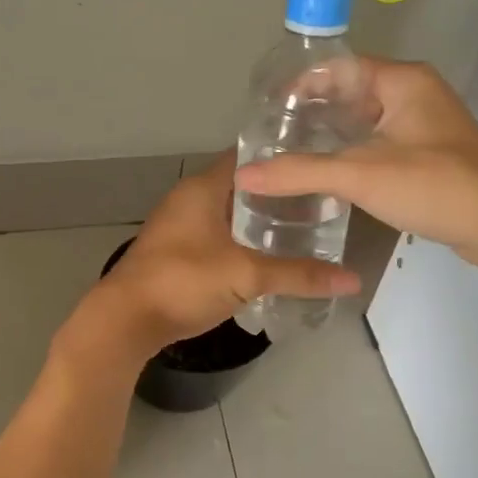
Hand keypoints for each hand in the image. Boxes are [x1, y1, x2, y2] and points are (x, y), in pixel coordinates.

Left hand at [72, 151, 358, 361]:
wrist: (125, 320)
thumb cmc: (183, 281)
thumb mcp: (246, 275)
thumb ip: (299, 275)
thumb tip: (352, 279)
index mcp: (203, 188)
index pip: (248, 156)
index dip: (282, 157)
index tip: (318, 163)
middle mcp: (189, 199)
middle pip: (242, 187)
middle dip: (278, 195)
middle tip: (322, 202)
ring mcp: (180, 226)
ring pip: (229, 215)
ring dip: (260, 222)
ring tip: (305, 229)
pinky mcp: (177, 253)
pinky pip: (218, 237)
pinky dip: (243, 242)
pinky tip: (269, 258)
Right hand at [234, 58, 477, 269]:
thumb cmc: (434, 184)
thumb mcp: (360, 174)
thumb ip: (299, 173)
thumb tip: (243, 175)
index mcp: (402, 81)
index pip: (339, 67)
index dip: (300, 84)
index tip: (268, 110)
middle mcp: (414, 94)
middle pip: (349, 93)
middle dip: (310, 113)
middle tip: (271, 137)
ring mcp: (424, 126)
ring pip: (364, 122)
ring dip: (329, 136)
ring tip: (288, 156)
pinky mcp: (428, 156)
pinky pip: (378, 144)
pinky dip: (350, 155)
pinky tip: (325, 177)